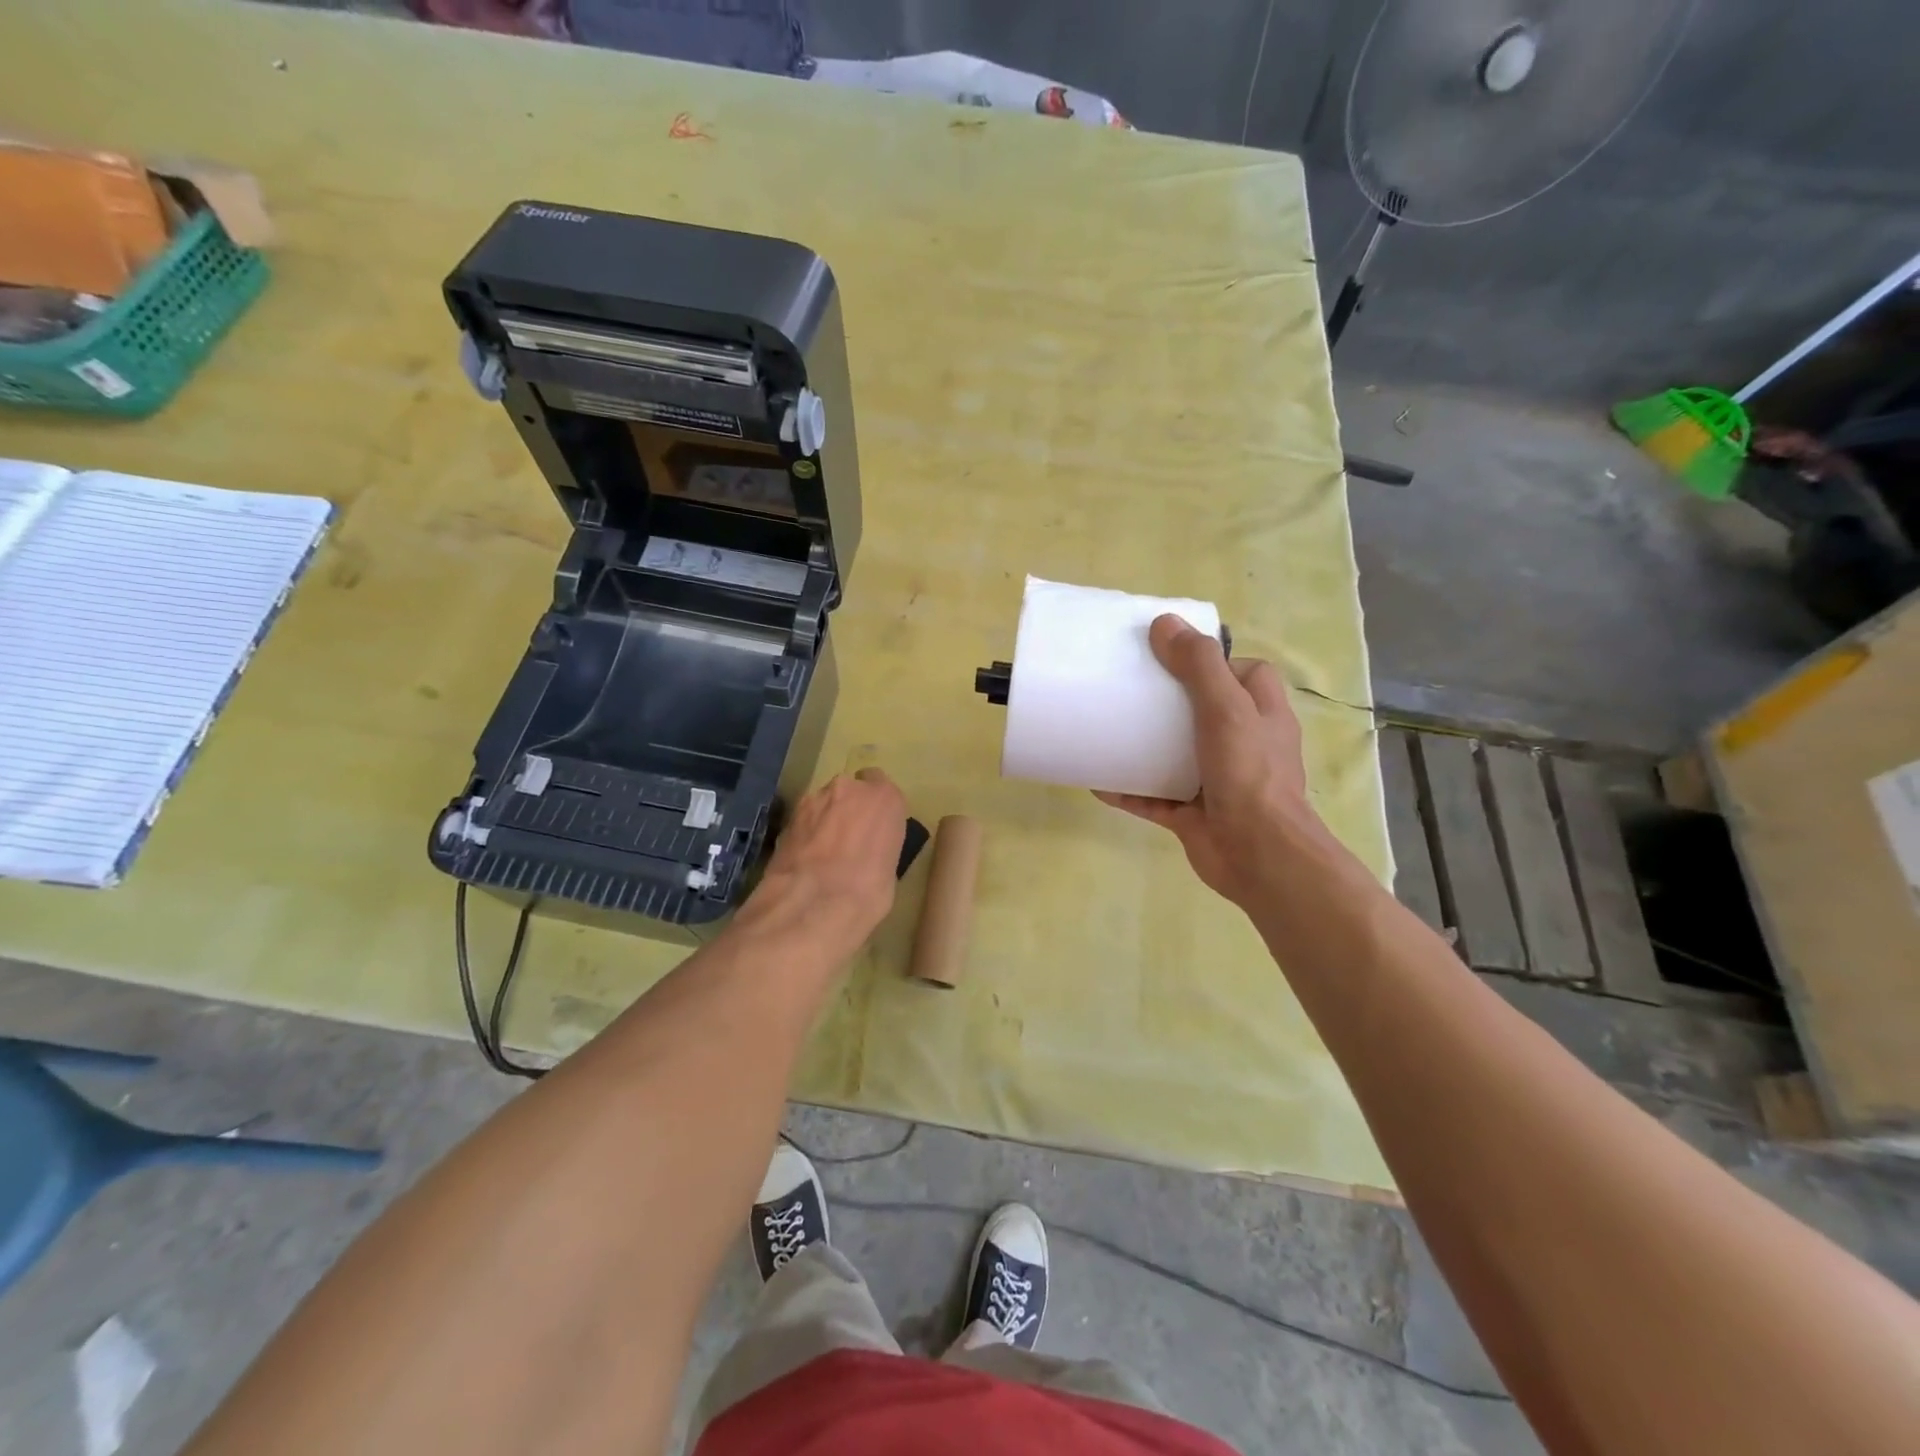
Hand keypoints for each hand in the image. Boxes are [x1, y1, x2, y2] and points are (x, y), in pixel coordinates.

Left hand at [748, 768, 907, 951]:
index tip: (873, 827)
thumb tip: (867, 856)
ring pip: (823, 804)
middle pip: (850, 791)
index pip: (881, 786)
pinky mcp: (787, 818)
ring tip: (822, 854)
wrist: (813, 905)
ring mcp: (814, 800)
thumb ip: (879, 847)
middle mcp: (849, 788)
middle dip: (848, 810)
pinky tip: (804, 859)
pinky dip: (805, 833)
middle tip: (847, 842)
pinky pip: (803, 820)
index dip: (875, 807)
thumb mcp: (889, 870)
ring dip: (824, 820)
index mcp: (885, 798)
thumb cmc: (868, 891)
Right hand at [1097, 616, 1331, 909]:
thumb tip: (1165, 623)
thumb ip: (1199, 665)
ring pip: (1176, 755)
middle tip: (1131, 689)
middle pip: (1204, 712)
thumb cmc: (1249, 773)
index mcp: (1262, 715)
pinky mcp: (1192, 814)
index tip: (1174, 657)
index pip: (1245, 674)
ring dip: (1145, 746)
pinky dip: (1129, 789)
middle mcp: (1243, 745)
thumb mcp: (1227, 708)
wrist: (1258, 855)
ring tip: (1108, 728)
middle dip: (1169, 702)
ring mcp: (1217, 782)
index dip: (1215, 662)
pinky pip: (1154, 796)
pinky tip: (1097, 781)